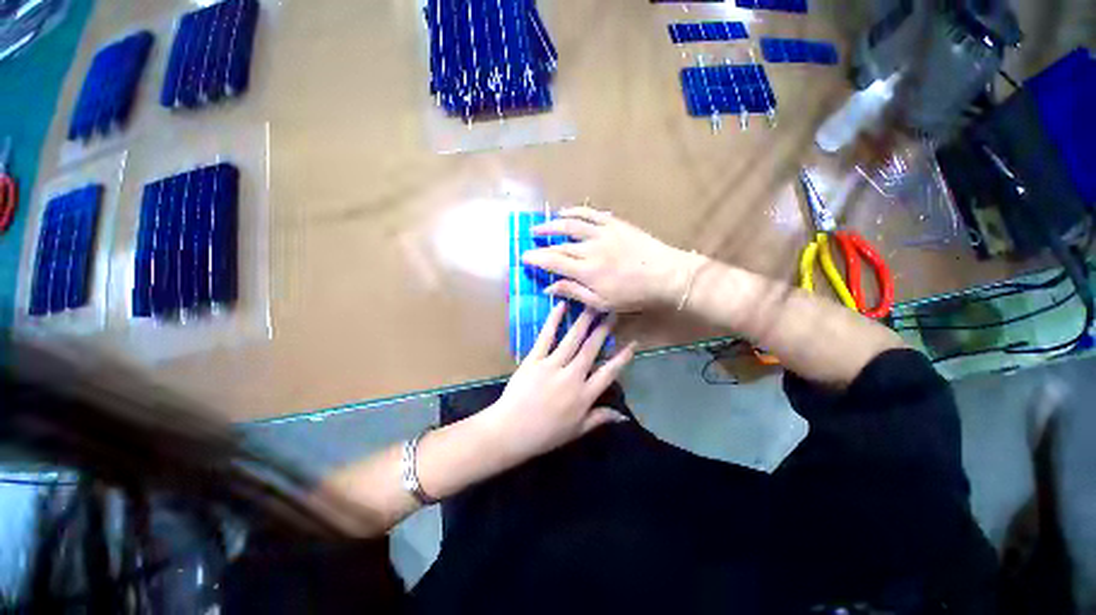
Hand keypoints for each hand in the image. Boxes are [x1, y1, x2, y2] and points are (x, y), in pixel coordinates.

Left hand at [482, 302, 636, 463]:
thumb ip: (600, 418)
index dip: (622, 357)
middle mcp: (572, 376)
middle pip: (592, 349)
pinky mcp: (534, 359)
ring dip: (584, 321)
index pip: (609, 372)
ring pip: (573, 339)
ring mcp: (552, 365)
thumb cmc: (545, 434)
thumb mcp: (576, 431)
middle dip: (603, 330)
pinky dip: (553, 321)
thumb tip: (623, 416)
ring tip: (593, 305)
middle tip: (612, 313)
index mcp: (584, 395)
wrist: (510, 431)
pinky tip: (561, 306)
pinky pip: (546, 337)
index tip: (632, 342)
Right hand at [521, 206, 693, 311]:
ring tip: (540, 226)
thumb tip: (549, 288)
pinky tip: (565, 211)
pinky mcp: (614, 223)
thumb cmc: (633, 294)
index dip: (536, 258)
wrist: (666, 275)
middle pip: (559, 244)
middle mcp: (590, 248)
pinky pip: (591, 213)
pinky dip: (575, 211)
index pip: (553, 261)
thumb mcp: (601, 303)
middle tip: (529, 243)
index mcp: (586, 270)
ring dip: (552, 224)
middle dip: (541, 243)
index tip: (523, 257)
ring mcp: (602, 233)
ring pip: (571, 224)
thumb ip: (574, 293)